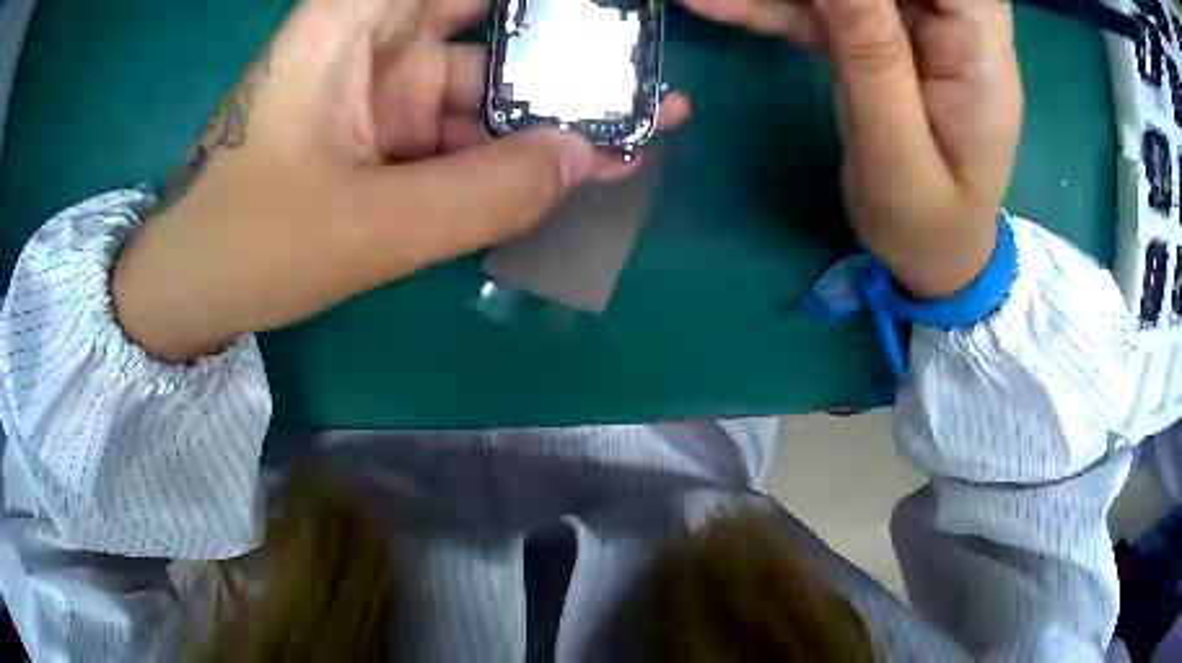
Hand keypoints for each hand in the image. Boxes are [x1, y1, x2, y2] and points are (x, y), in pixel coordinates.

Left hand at [112, 0, 689, 360]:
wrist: (190, 292)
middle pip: (489, 20)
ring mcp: (381, 91)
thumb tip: (587, 159)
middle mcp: (373, 40)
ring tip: (636, 129)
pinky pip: (462, 132)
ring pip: (485, 84)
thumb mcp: (367, 226)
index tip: (609, 6)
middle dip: (565, 46)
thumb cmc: (247, 245)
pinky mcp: (382, 137)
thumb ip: (484, 193)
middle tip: (640, 68)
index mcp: (353, 22)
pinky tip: (574, 167)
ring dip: (553, 110)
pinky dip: (512, 152)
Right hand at [681, 0, 1021, 297]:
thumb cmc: (928, 225)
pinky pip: (827, 12)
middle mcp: (951, 28)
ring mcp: (912, 34)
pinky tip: (717, 4)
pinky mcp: (878, 46)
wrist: (932, 257)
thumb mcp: (898, 151)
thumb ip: (872, 55)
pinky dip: (776, 9)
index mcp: (979, 51)